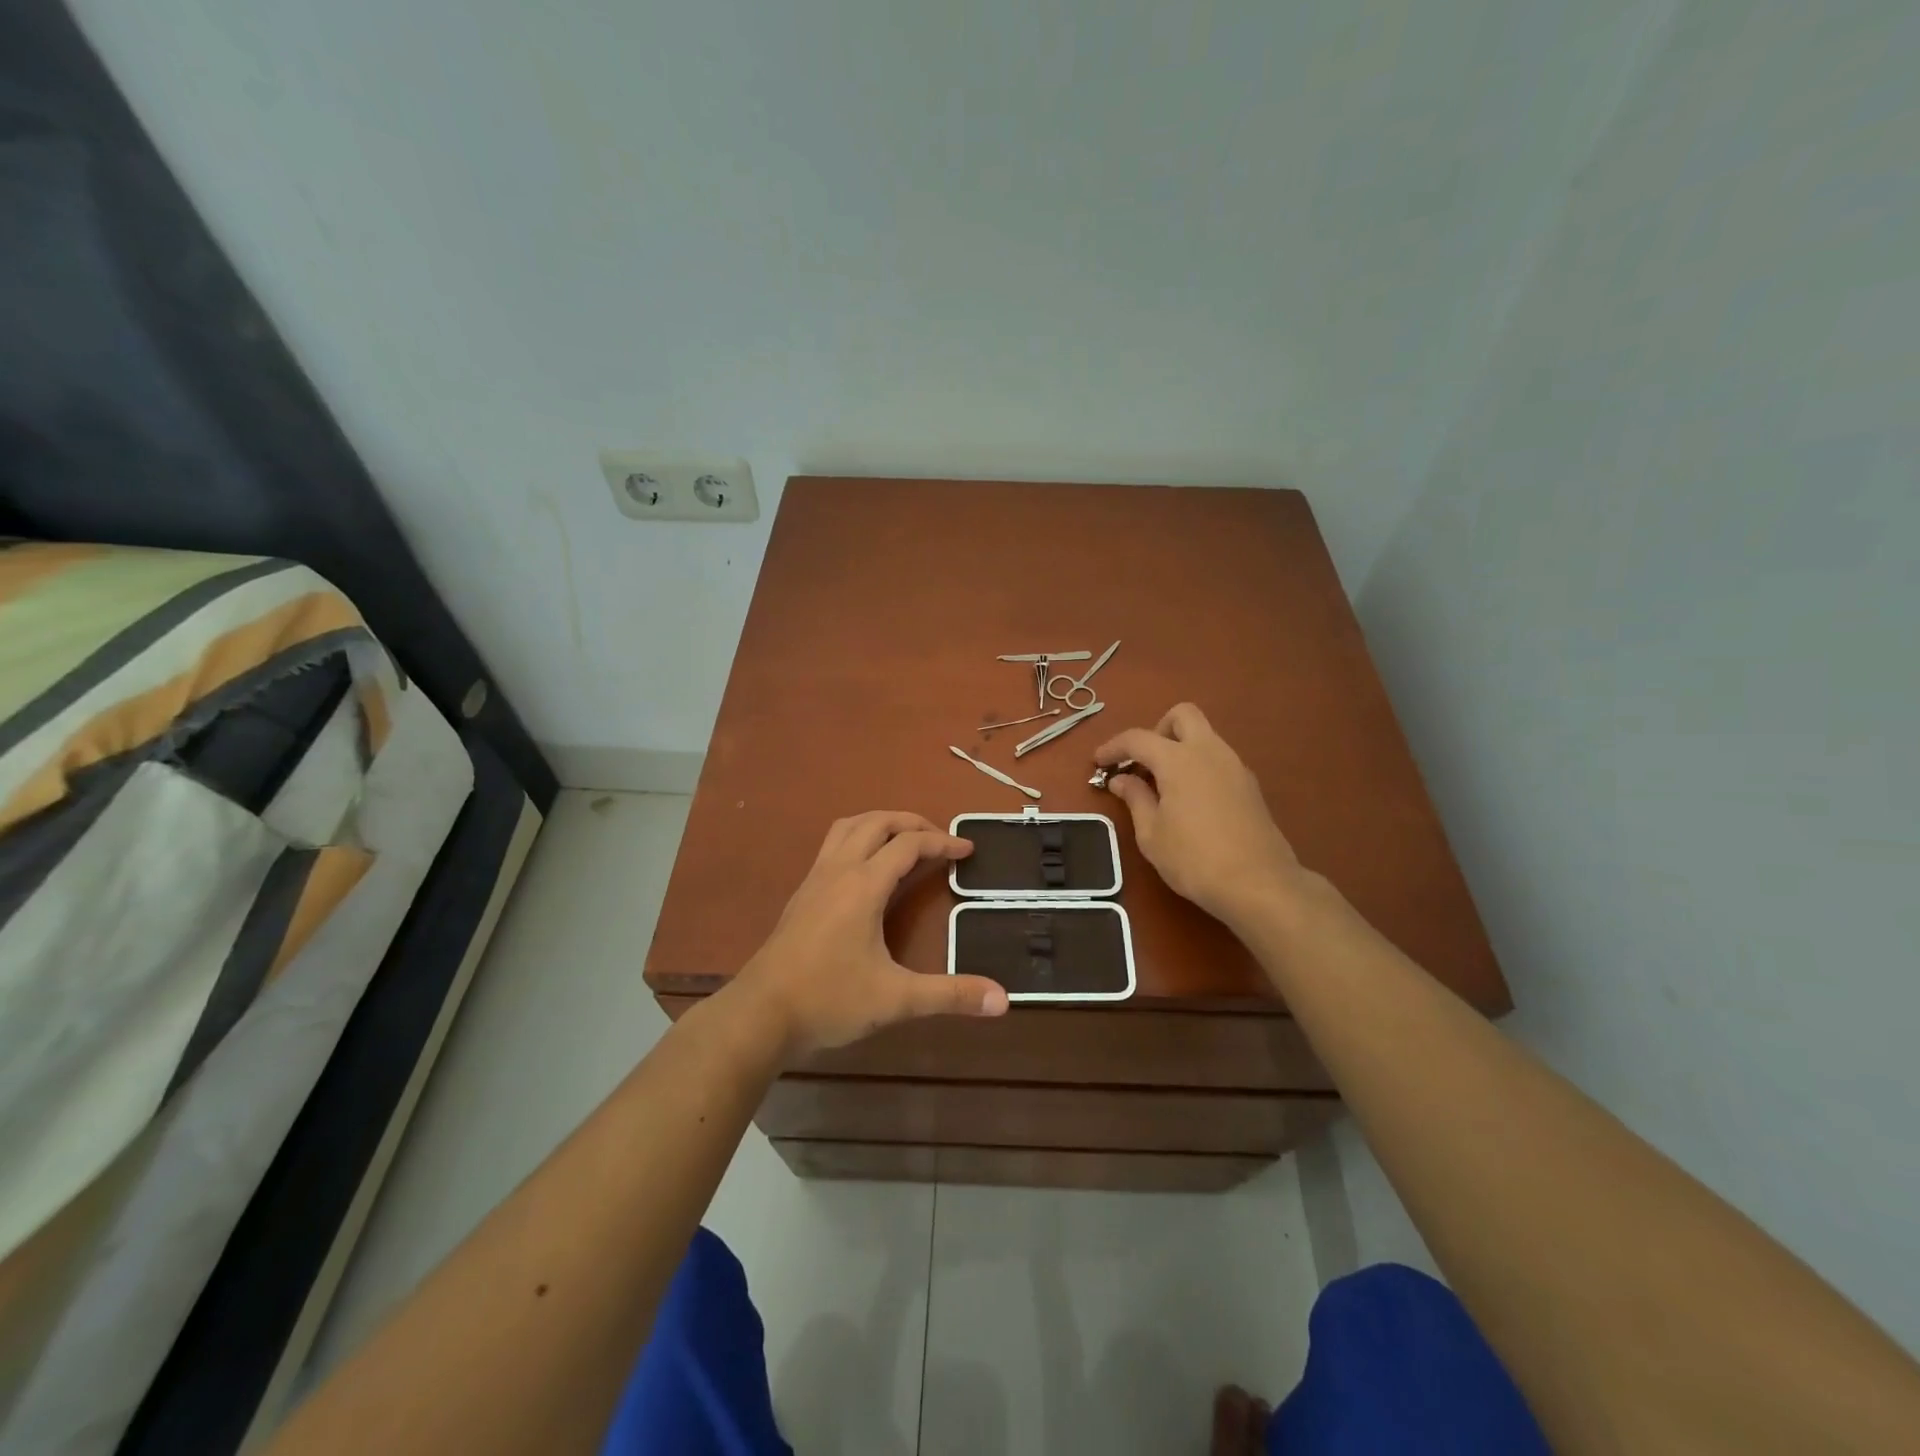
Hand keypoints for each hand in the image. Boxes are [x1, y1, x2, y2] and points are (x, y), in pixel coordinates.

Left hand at [730, 811, 1009, 1059]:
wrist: (760, 1014)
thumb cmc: (829, 1000)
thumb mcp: (896, 1000)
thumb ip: (950, 995)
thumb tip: (1004, 1000)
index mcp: (863, 884)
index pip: (909, 845)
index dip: (942, 842)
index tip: (967, 850)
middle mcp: (838, 870)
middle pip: (877, 823)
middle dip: (911, 822)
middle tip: (938, 840)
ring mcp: (815, 879)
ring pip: (848, 828)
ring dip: (879, 824)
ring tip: (904, 841)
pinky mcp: (801, 894)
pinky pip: (832, 846)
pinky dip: (857, 840)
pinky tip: (866, 871)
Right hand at [1095, 704, 1303, 925]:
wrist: (1258, 884)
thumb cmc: (1194, 859)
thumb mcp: (1151, 833)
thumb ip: (1135, 798)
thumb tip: (1121, 779)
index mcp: (1179, 759)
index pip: (1138, 738)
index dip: (1113, 747)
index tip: (1098, 762)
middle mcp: (1209, 751)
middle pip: (1182, 716)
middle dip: (1157, 730)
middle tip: (1143, 763)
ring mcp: (1234, 766)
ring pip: (1204, 736)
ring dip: (1179, 749)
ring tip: (1163, 786)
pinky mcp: (1249, 785)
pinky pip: (1218, 759)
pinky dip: (1198, 766)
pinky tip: (1189, 800)